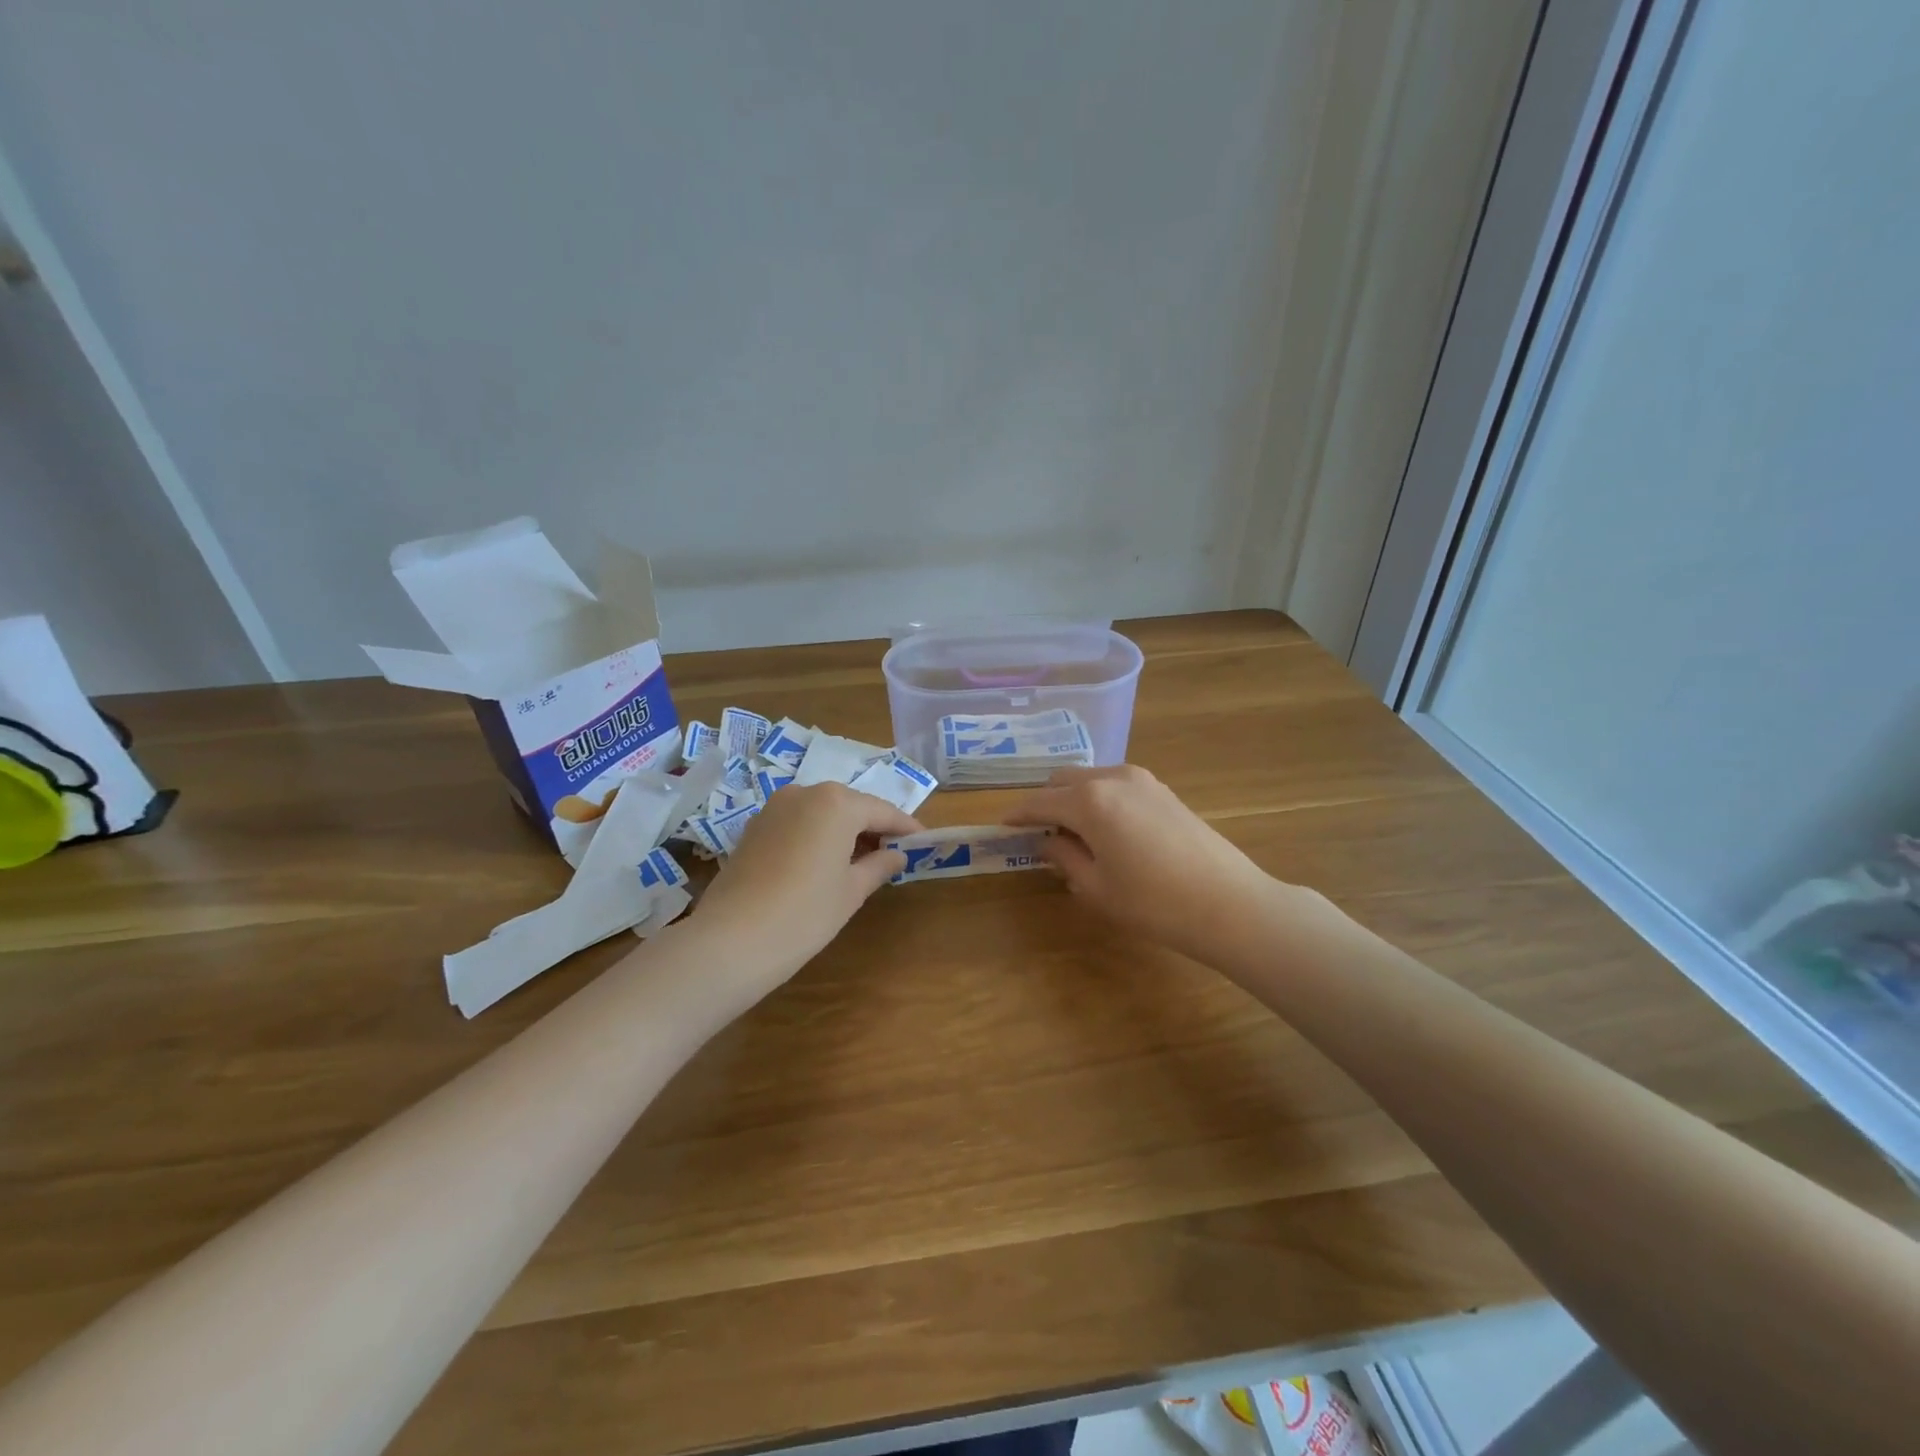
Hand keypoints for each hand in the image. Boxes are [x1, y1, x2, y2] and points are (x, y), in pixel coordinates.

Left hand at [693, 782, 920, 985]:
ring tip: (860, 860)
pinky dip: (816, 835)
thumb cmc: (805, 914)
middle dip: (873, 826)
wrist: (731, 940)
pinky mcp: (753, 827)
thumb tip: (896, 854)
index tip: (923, 841)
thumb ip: (879, 865)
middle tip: (893, 853)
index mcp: (837, 803)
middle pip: (850, 806)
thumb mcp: (851, 891)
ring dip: (843, 830)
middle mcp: (805, 793)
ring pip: (821, 812)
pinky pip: (797, 822)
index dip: (905, 827)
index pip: (882, 811)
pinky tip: (822, 863)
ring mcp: (774, 808)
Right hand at [1005, 764, 1292, 967]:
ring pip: (1091, 779)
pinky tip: (1105, 831)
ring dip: (1073, 799)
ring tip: (1073, 836)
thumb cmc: (1153, 902)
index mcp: (1090, 800)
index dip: (1018, 815)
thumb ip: (1063, 856)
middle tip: (1038, 834)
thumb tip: (1046, 842)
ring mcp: (1142, 780)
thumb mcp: (1096, 887)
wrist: (1229, 904)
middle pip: (1063, 780)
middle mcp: (1113, 778)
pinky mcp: (1163, 790)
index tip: (1002, 826)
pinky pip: (1115, 785)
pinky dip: (1099, 800)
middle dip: (1045, 802)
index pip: (1040, 801)